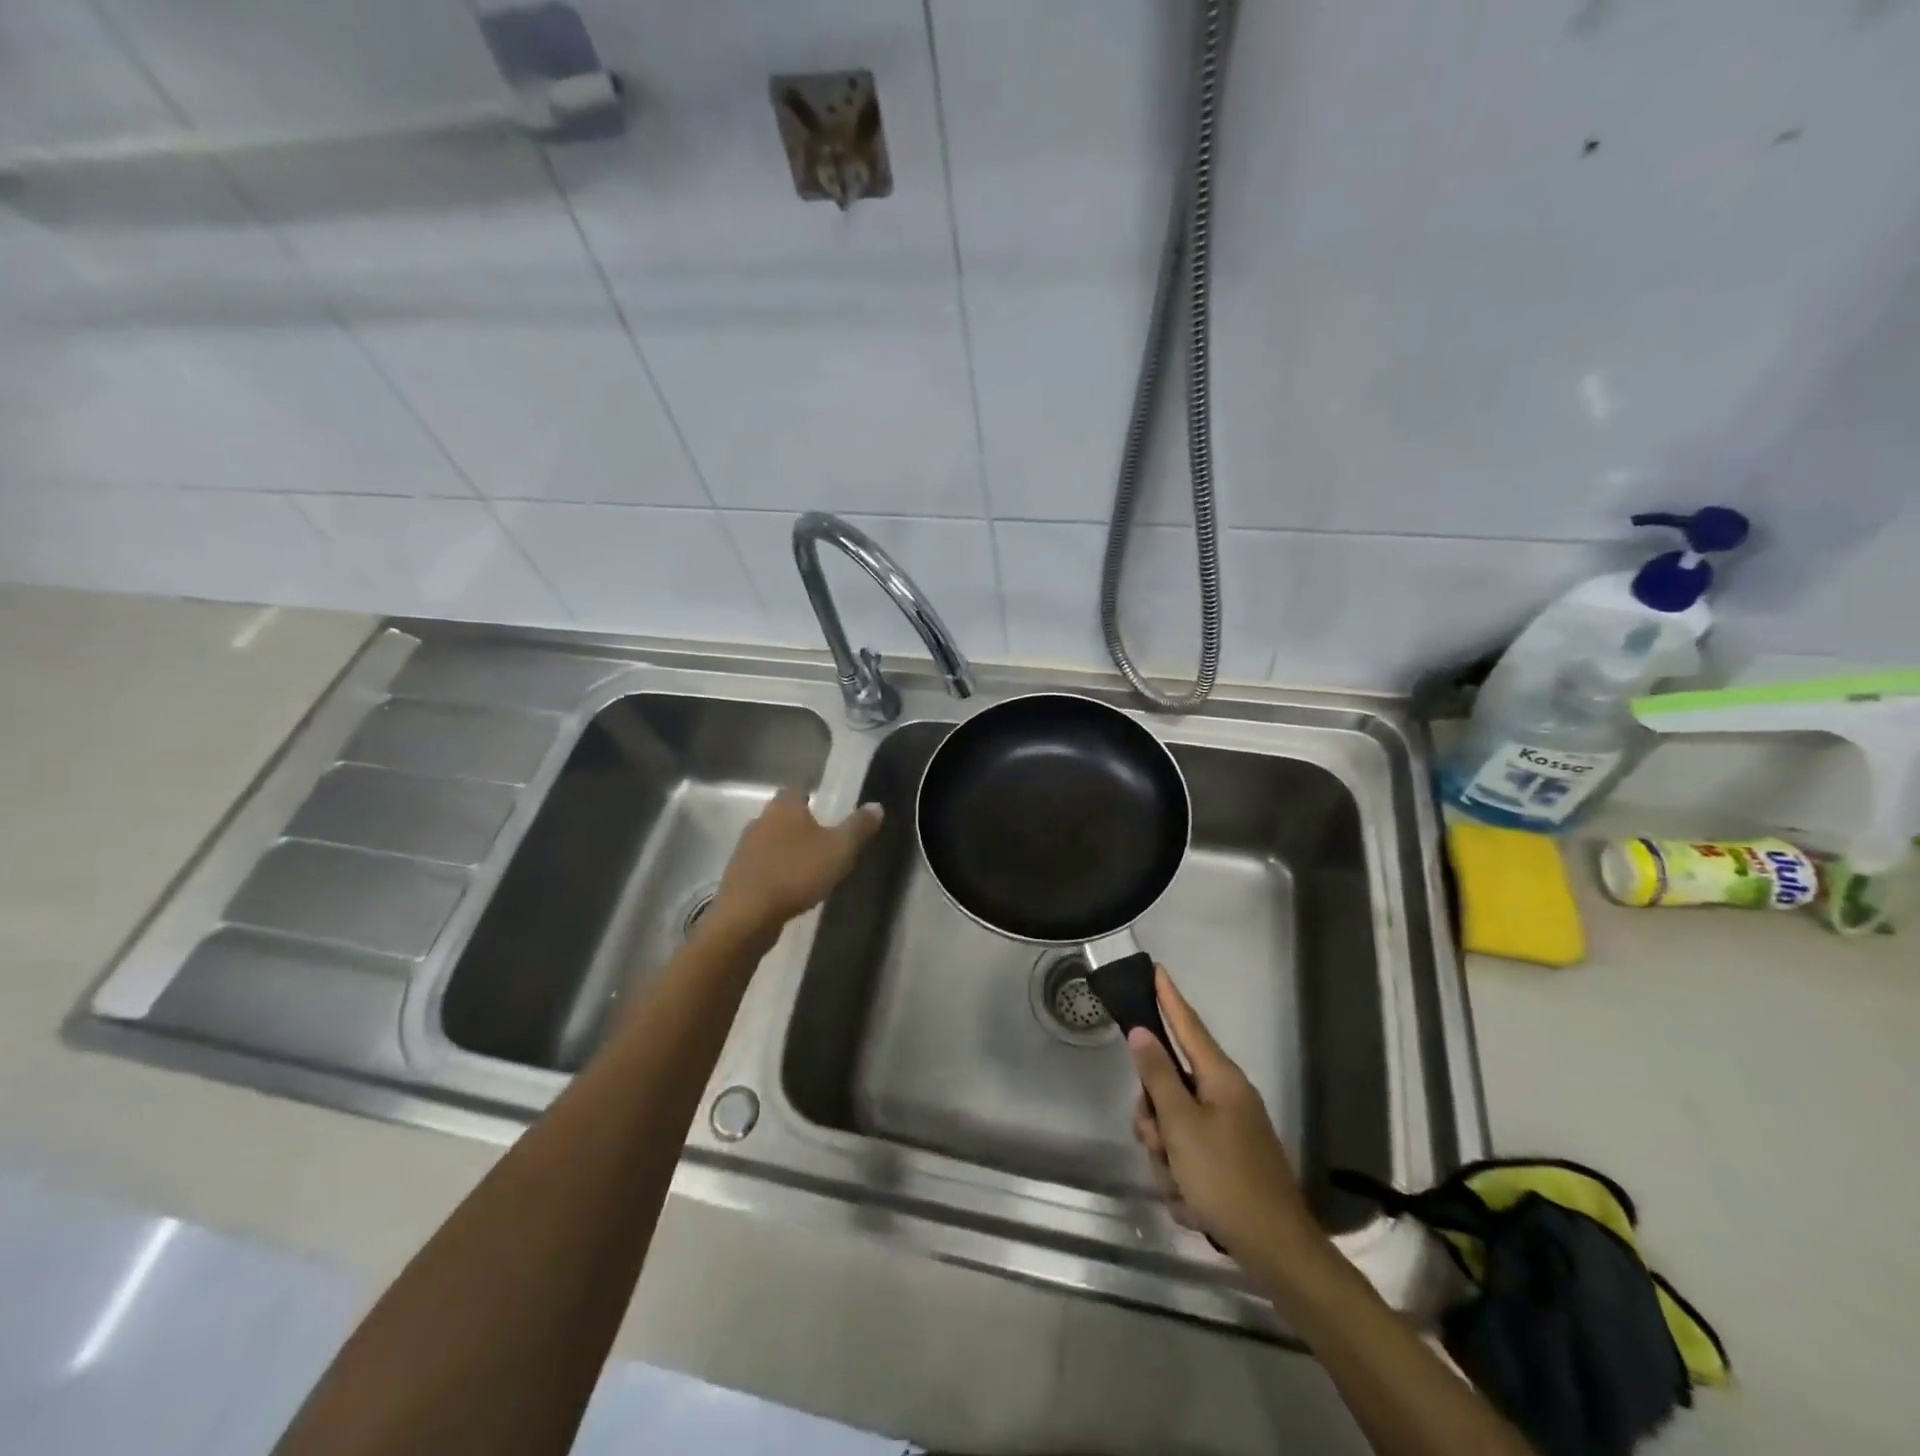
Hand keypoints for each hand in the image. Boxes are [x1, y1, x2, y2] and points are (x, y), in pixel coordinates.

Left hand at [708, 788, 882, 936]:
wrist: (747, 916)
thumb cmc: (796, 874)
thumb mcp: (840, 850)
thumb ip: (858, 827)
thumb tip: (876, 806)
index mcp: (784, 807)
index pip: (797, 788)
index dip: (812, 794)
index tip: (827, 806)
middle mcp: (760, 820)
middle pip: (783, 814)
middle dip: (801, 823)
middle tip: (823, 837)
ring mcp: (744, 848)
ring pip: (771, 839)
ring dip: (787, 848)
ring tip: (808, 864)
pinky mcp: (737, 874)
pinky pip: (762, 864)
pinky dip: (775, 869)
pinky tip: (789, 885)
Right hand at [1129, 967, 1320, 1261]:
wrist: (1277, 1251)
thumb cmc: (1226, 1179)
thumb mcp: (1181, 1126)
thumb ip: (1157, 1075)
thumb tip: (1142, 1031)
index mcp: (1220, 1079)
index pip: (1188, 1025)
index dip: (1168, 998)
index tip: (1156, 969)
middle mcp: (1225, 1096)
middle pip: (1170, 1084)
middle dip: (1154, 1115)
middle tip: (1155, 1141)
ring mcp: (1228, 1129)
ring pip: (1173, 1123)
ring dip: (1166, 1153)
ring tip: (1178, 1184)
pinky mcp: (1226, 1159)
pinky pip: (1187, 1153)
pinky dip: (1181, 1176)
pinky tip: (1191, 1202)